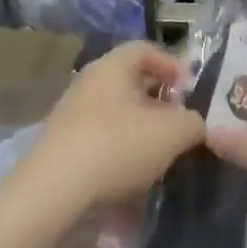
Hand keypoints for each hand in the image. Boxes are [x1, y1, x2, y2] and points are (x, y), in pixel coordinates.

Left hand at [16, 42, 205, 214]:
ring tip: (162, 158)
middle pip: (131, 85)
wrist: (51, 198)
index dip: (172, 65)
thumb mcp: (173, 133)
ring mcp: (71, 119)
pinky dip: (121, 157)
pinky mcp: (62, 152)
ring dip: (142, 134)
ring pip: (117, 117)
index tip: (190, 91)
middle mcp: (88, 86)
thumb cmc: (116, 148)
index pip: (145, 49)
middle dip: (160, 105)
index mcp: (111, 68)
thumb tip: (195, 125)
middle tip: (181, 126)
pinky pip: (101, 145)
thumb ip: (194, 123)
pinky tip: (134, 182)